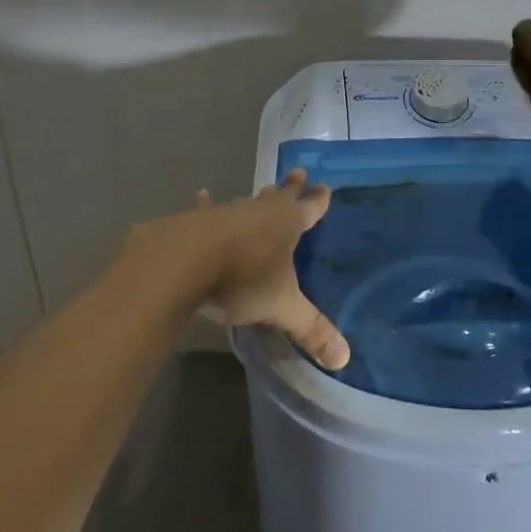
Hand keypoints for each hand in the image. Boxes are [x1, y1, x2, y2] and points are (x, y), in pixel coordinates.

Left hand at [128, 170, 349, 369]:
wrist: (186, 262)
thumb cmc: (243, 278)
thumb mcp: (282, 307)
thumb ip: (311, 329)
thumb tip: (344, 358)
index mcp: (288, 223)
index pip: (310, 208)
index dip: (318, 200)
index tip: (325, 187)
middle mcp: (261, 210)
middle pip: (281, 195)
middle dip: (291, 187)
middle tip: (298, 172)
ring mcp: (229, 212)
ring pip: (249, 202)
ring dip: (257, 198)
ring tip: (264, 189)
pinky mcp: (198, 220)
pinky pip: (206, 209)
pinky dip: (206, 204)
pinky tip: (201, 194)